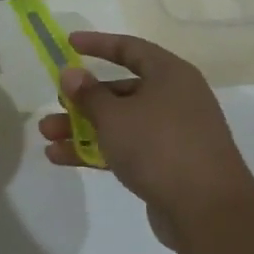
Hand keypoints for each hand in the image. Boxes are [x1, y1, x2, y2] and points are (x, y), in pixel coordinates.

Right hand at [38, 32, 253, 250]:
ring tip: (47, 136)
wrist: (207, 210)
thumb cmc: (159, 146)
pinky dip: (97, 150)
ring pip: (121, 123)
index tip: (69, 43)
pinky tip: (62, 158)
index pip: (130, 49)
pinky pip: (127, 149)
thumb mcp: (115, 116)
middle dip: (83, 99)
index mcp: (170, 75)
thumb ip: (88, 94)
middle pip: (122, 90)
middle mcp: (175, 98)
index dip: (99, 44)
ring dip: (83, 128)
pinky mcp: (167, 165)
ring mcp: (173, 133)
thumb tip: (71, 73)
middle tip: (56, 104)